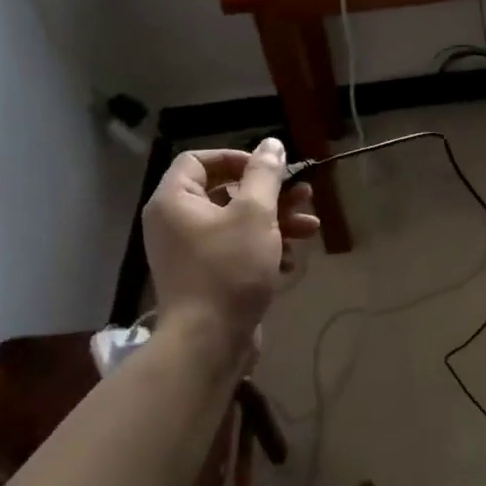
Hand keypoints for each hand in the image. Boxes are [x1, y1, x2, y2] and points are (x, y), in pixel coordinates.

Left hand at [141, 138, 319, 346]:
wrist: (209, 341)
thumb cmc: (229, 269)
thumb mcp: (255, 215)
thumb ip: (265, 175)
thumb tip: (272, 144)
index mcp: (174, 201)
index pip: (198, 160)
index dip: (236, 158)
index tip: (270, 169)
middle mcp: (175, 223)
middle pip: (225, 192)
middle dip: (270, 194)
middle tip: (304, 196)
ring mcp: (190, 253)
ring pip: (237, 224)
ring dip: (276, 222)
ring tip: (310, 228)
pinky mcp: (207, 278)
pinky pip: (236, 251)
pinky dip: (263, 250)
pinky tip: (290, 260)